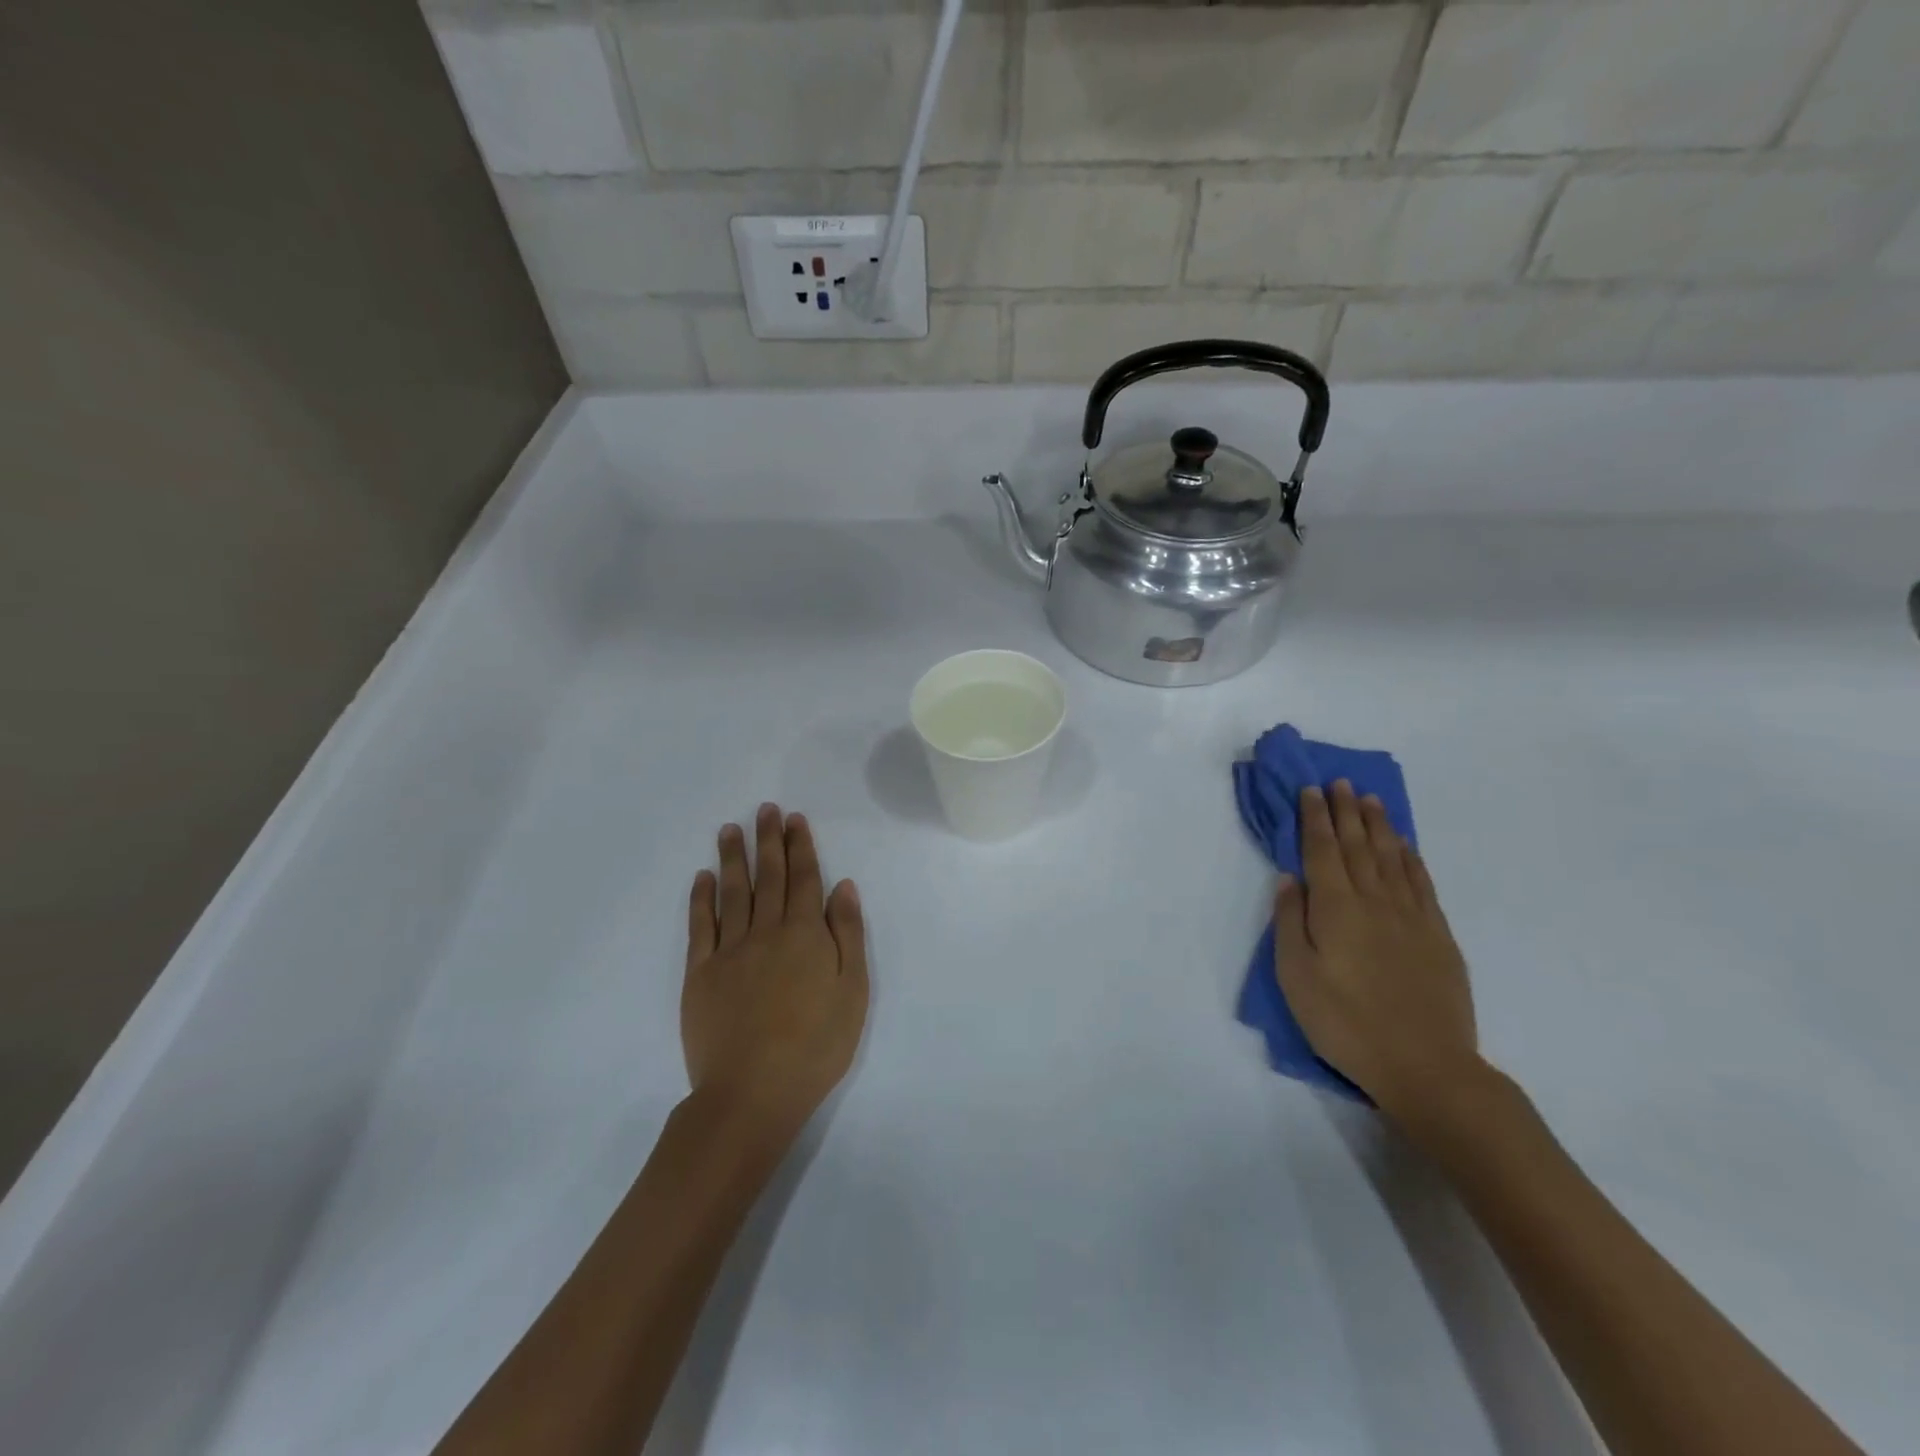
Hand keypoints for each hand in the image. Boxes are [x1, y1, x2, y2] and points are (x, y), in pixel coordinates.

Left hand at [682, 804, 868, 1145]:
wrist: (752, 1093)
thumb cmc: (815, 1046)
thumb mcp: (852, 992)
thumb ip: (847, 935)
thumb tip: (843, 886)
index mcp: (805, 935)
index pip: (804, 879)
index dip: (800, 846)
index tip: (794, 819)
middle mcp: (766, 932)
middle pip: (769, 877)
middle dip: (769, 840)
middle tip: (766, 809)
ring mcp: (729, 951)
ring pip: (733, 892)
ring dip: (734, 857)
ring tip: (731, 829)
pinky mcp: (700, 973)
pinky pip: (700, 926)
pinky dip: (701, 898)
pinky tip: (703, 877)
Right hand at [1273, 780, 1480, 1117]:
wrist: (1425, 1065)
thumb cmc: (1345, 1022)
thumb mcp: (1296, 976)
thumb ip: (1290, 922)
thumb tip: (1289, 878)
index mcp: (1336, 907)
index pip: (1321, 850)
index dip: (1314, 818)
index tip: (1310, 790)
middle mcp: (1374, 900)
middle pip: (1357, 845)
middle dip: (1345, 811)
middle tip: (1340, 782)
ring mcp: (1411, 916)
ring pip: (1391, 856)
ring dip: (1378, 825)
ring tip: (1370, 800)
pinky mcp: (1437, 935)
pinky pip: (1421, 882)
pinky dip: (1410, 857)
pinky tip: (1404, 845)